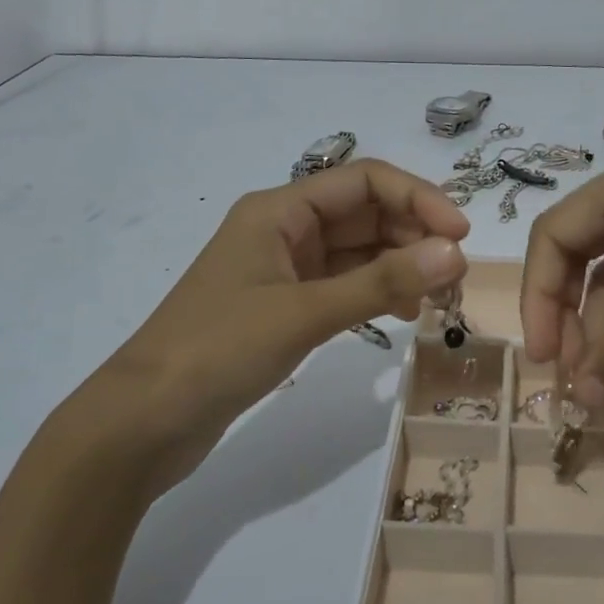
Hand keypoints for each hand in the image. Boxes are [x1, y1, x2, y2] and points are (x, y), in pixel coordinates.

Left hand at [55, 160, 469, 484]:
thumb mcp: (304, 312)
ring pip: (359, 251)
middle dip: (414, 235)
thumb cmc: (217, 351)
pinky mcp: (285, 306)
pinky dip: (378, 292)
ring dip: (401, 265)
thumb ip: (382, 282)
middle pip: (365, 213)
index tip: (460, 235)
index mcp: (279, 210)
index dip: (418, 199)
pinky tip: (404, 314)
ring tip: (438, 298)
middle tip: (456, 276)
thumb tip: (455, 252)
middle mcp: (284, 229)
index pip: (364, 180)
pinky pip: (345, 284)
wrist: (142, 423)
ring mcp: (284, 269)